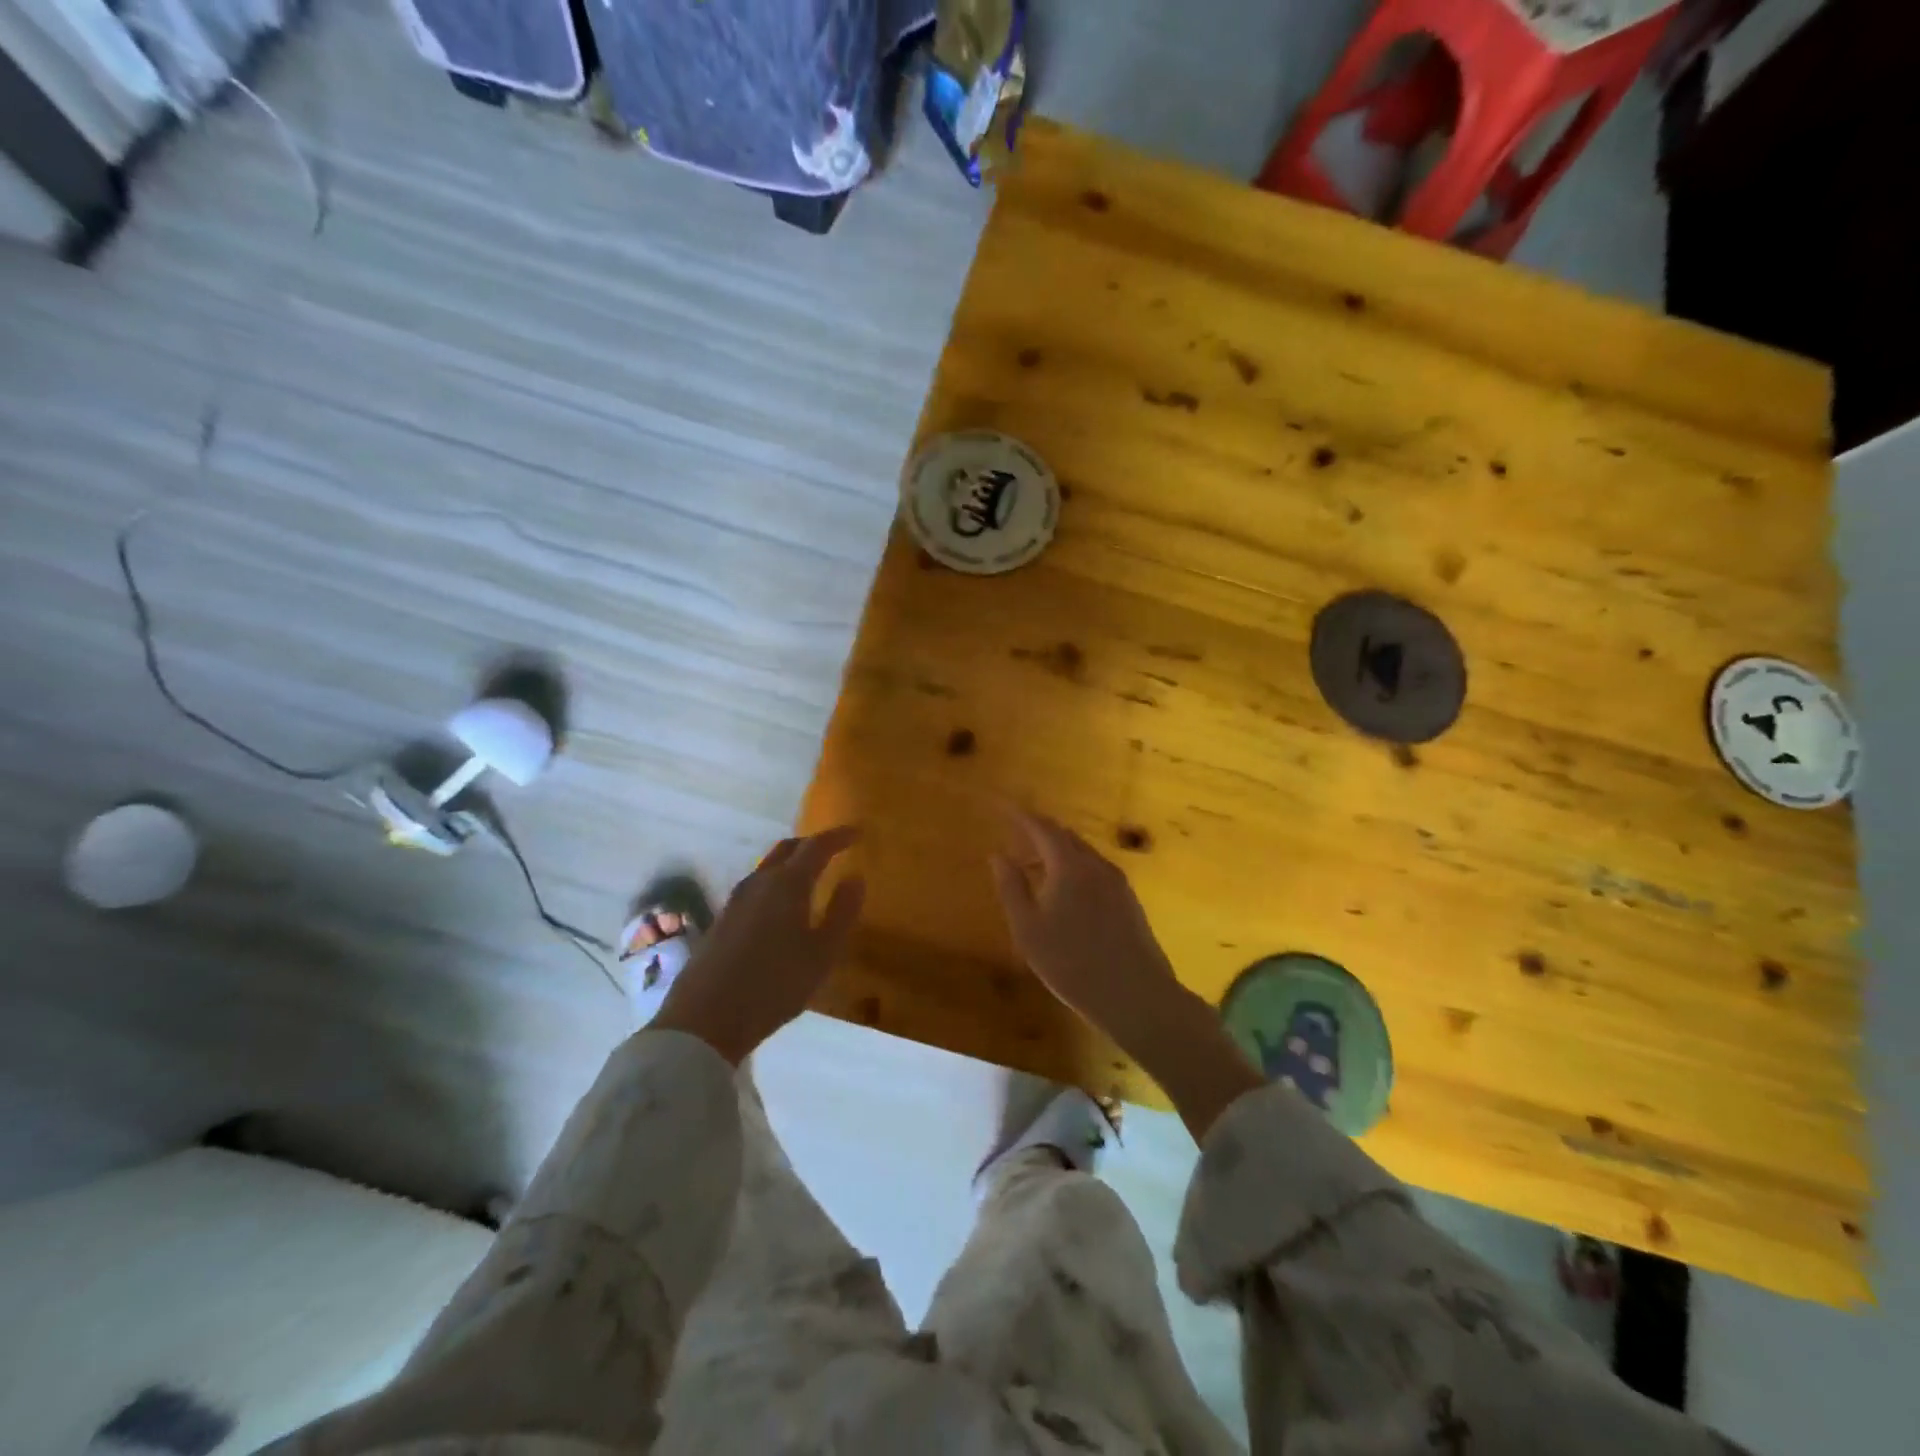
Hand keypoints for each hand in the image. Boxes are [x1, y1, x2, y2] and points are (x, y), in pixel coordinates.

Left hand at [651, 826, 864, 1063]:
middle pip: (787, 849)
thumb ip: (842, 912)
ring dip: (791, 862)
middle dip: (812, 844)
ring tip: (810, 875)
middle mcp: (760, 882)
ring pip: (768, 866)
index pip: (816, 847)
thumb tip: (855, 878)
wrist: (706, 1019)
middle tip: (834, 849)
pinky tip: (780, 905)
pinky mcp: (723, 919)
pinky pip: (756, 886)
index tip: (858, 832)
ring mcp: (736, 900)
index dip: (838, 836)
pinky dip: (775, 881)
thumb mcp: (822, 954)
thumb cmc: (774, 985)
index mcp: (788, 884)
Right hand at [989, 810, 1189, 1051]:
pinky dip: (1074, 867)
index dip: (1020, 816)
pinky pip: (1095, 870)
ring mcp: (1117, 882)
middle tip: (1016, 836)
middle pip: (1065, 836)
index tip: (1003, 807)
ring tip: (1036, 867)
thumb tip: (998, 855)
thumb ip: (1011, 888)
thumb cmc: (1071, 963)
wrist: (1136, 995)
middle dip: (1039, 831)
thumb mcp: (1028, 929)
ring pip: (1082, 853)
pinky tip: (1066, 892)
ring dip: (1057, 851)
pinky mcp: (1129, 900)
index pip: (1041, 827)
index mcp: (1069, 865)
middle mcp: (1096, 864)